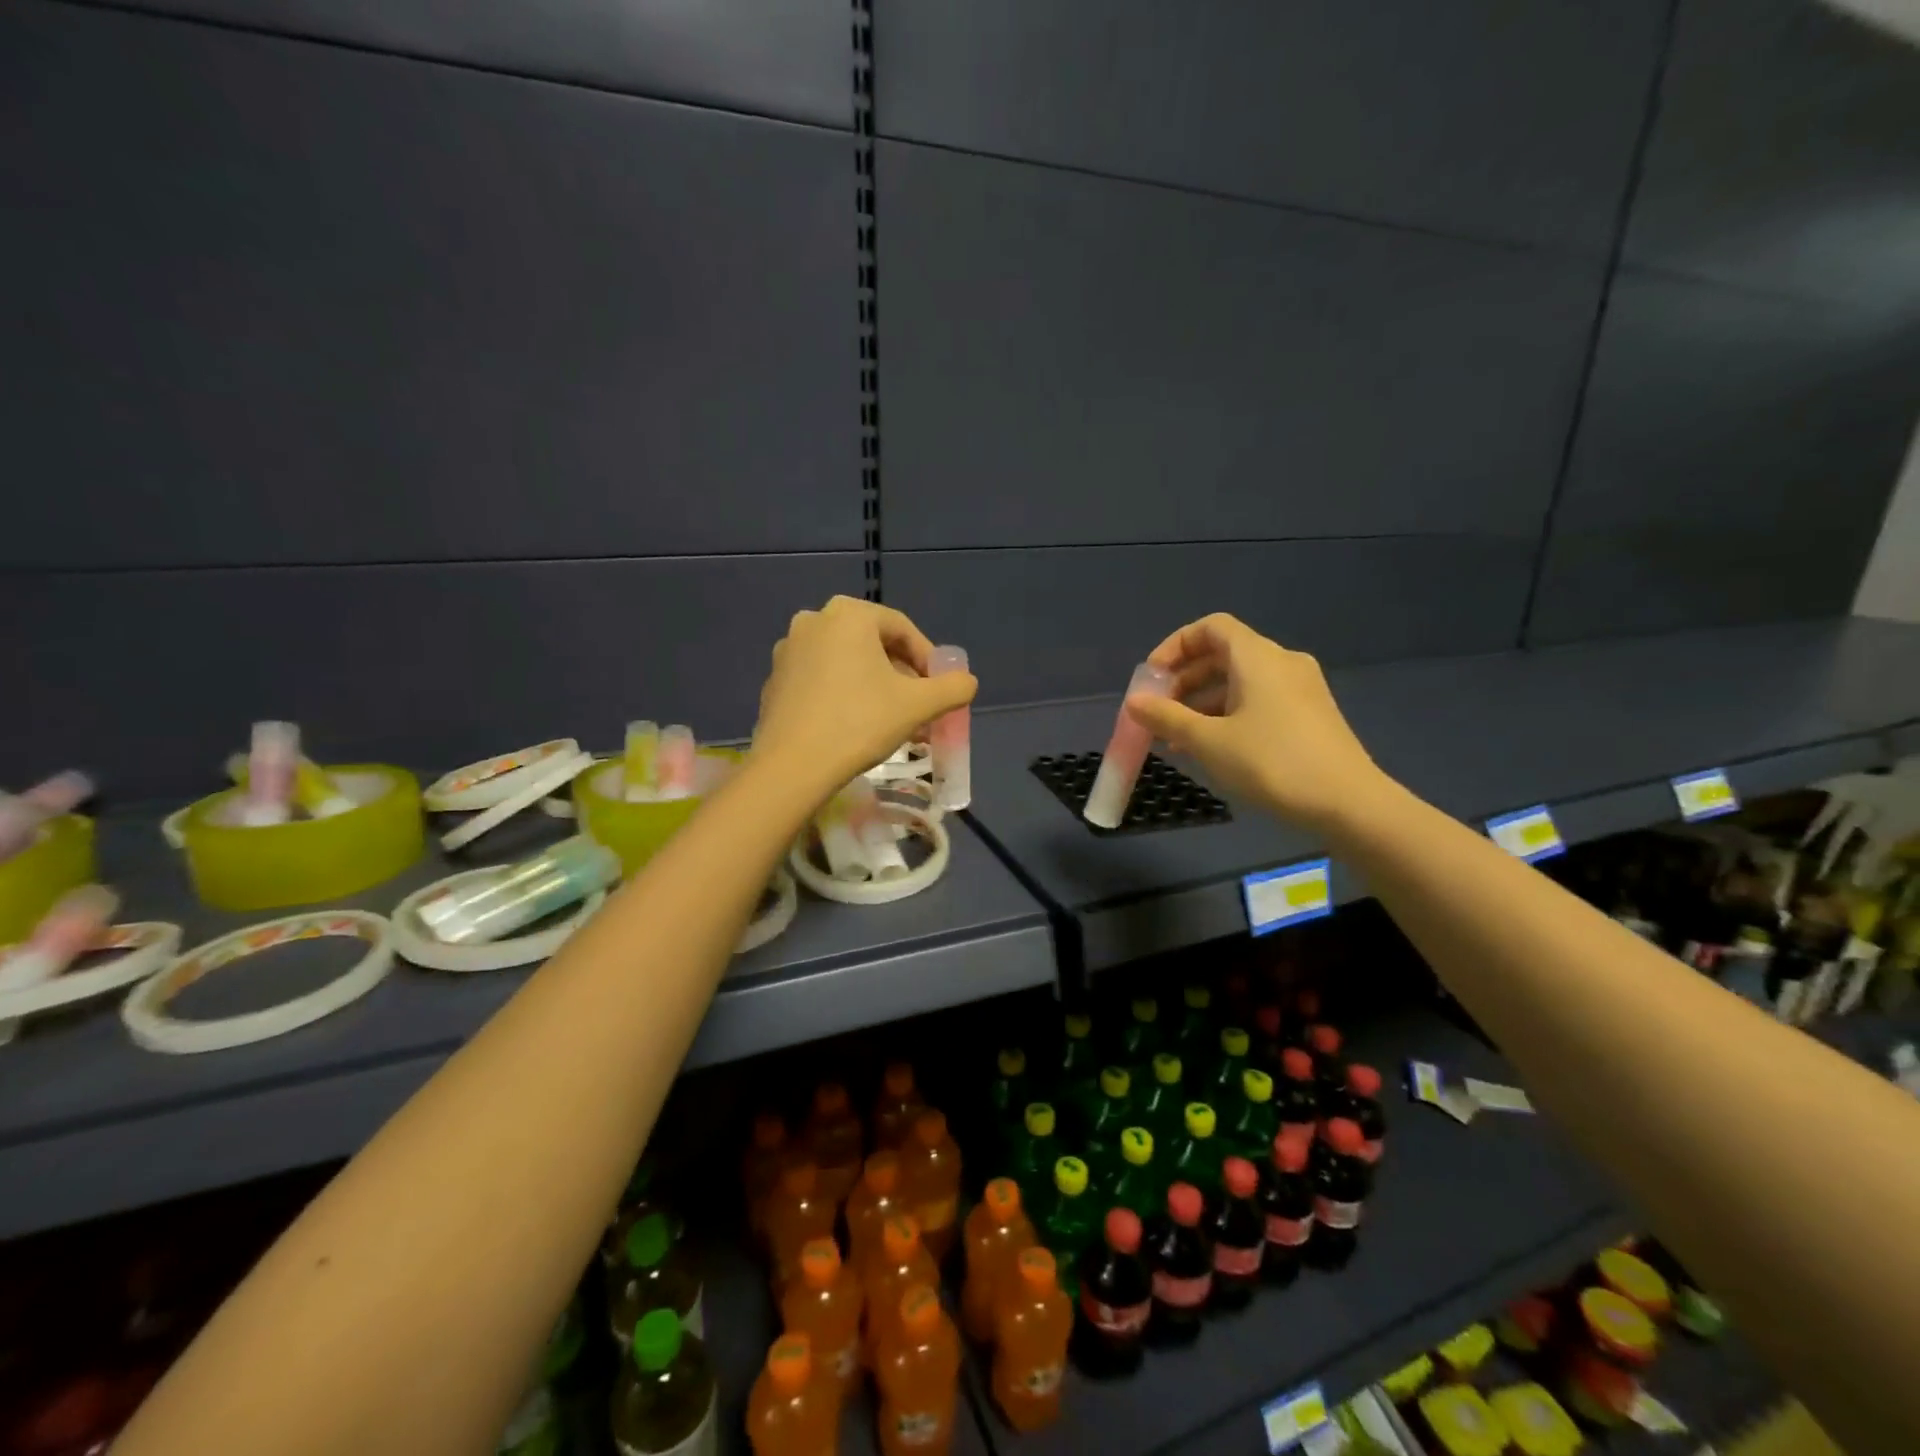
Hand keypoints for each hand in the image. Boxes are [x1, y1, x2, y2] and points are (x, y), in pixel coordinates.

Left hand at [752, 596, 976, 797]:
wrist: (792, 767)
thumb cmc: (859, 723)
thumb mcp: (918, 705)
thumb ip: (952, 688)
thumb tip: (967, 682)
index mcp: (848, 615)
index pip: (902, 629)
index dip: (928, 659)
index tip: (940, 689)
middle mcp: (814, 621)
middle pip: (873, 645)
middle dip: (902, 677)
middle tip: (919, 708)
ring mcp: (789, 651)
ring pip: (847, 664)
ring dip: (876, 688)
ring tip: (893, 723)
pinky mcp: (775, 681)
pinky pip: (821, 681)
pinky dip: (844, 696)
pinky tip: (856, 728)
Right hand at [1123, 613, 1390, 832]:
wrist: (1349, 804)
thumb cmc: (1272, 763)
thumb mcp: (1209, 742)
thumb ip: (1167, 718)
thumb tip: (1134, 702)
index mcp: (1258, 657)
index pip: (1210, 628)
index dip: (1175, 646)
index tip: (1152, 678)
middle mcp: (1281, 663)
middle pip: (1222, 655)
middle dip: (1183, 680)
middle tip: (1157, 712)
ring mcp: (1300, 690)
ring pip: (1239, 682)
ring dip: (1202, 703)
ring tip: (1175, 739)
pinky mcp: (1309, 716)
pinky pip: (1258, 701)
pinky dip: (1227, 715)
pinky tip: (1210, 748)